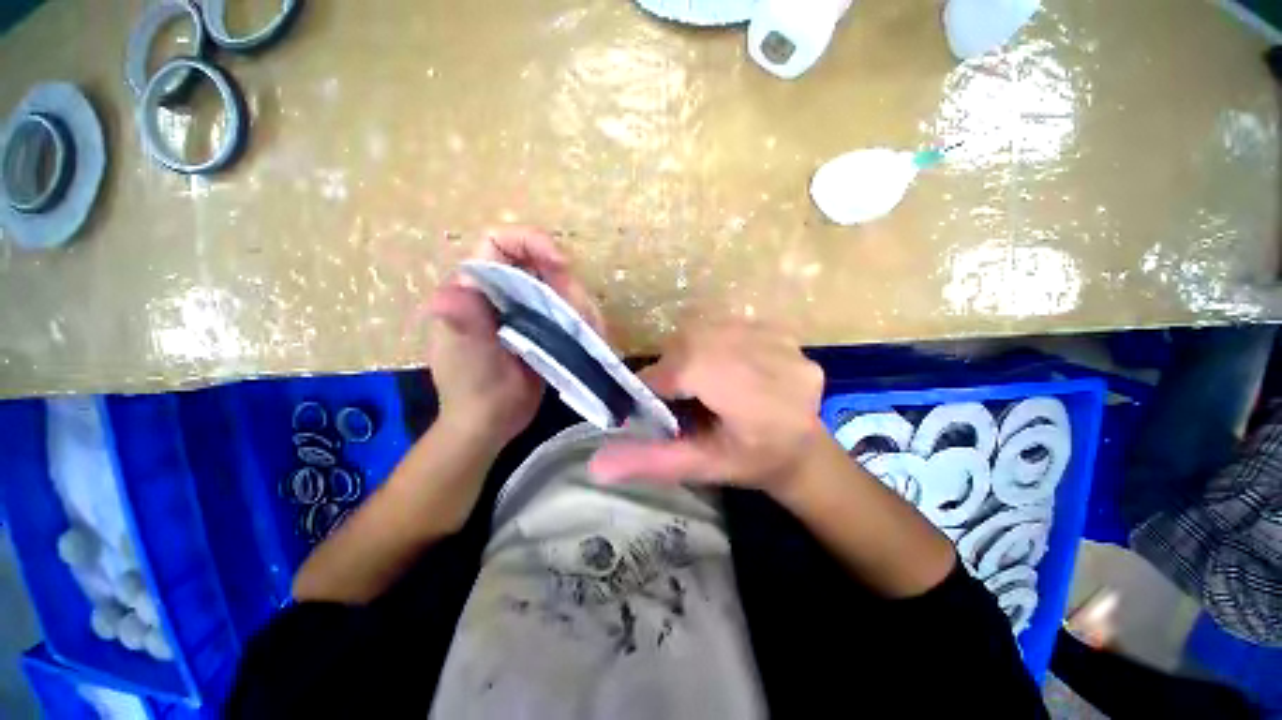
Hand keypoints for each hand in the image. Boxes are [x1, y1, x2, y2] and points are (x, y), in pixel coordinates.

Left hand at [428, 227, 603, 447]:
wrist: (489, 423)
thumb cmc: (472, 390)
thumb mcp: (467, 357)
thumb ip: (462, 323)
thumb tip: (446, 295)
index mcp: (476, 289)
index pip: (499, 243)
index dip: (530, 241)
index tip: (560, 264)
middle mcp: (501, 293)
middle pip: (540, 265)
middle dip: (566, 284)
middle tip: (580, 315)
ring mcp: (523, 311)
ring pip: (560, 289)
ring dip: (580, 305)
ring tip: (590, 331)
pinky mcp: (542, 328)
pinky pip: (568, 312)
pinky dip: (584, 320)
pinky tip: (591, 337)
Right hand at [589, 319, 826, 492]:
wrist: (802, 450)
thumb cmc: (750, 464)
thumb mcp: (700, 468)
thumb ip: (650, 462)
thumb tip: (595, 465)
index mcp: (759, 405)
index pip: (691, 369)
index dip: (659, 381)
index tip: (650, 399)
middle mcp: (777, 365)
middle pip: (698, 342)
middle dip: (675, 365)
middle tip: (677, 391)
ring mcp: (786, 343)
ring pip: (711, 327)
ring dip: (693, 350)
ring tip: (702, 379)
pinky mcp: (786, 332)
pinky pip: (731, 323)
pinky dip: (715, 340)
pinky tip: (726, 366)